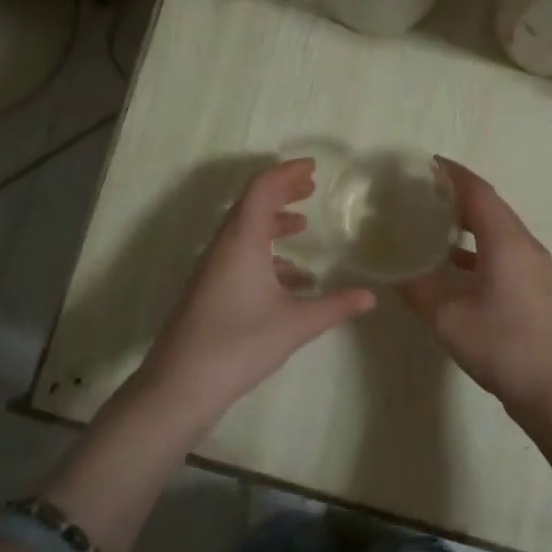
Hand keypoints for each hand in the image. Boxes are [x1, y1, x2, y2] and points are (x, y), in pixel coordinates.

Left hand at [140, 159, 375, 426]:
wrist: (180, 384)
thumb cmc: (240, 343)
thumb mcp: (296, 324)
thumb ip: (335, 306)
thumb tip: (371, 297)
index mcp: (242, 240)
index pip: (262, 189)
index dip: (287, 173)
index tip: (313, 167)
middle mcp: (223, 246)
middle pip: (251, 204)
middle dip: (281, 192)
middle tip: (310, 187)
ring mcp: (211, 268)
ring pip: (243, 231)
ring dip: (272, 223)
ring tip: (302, 226)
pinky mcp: (207, 289)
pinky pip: (238, 255)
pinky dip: (264, 253)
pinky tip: (289, 279)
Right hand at [399, 158, 551, 434]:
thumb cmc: (501, 345)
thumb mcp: (447, 317)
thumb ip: (418, 289)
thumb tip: (395, 271)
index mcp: (506, 241)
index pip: (477, 191)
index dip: (451, 173)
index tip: (426, 162)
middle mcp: (525, 245)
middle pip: (490, 206)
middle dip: (457, 195)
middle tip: (421, 192)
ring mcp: (535, 267)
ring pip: (498, 230)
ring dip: (468, 222)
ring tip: (432, 222)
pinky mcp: (537, 287)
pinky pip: (504, 251)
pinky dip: (478, 248)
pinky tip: (453, 265)